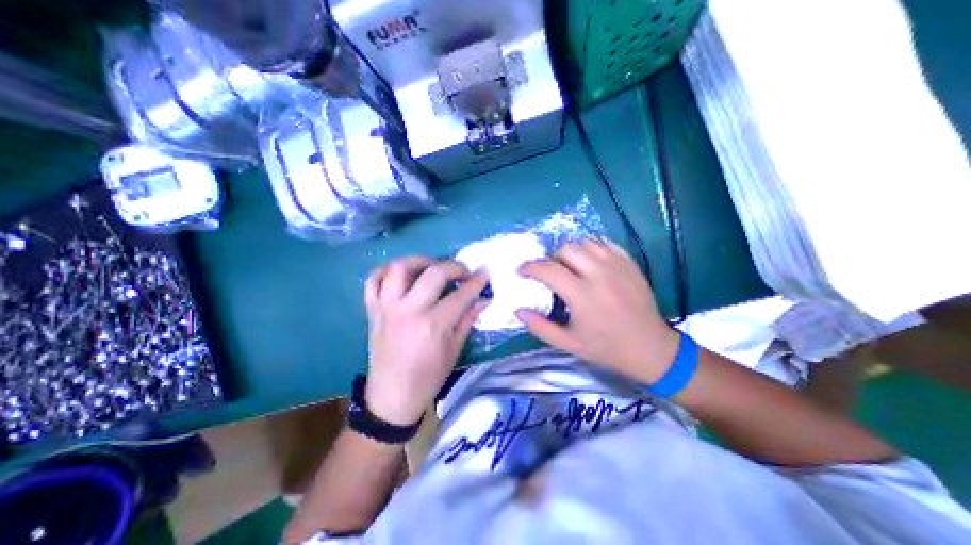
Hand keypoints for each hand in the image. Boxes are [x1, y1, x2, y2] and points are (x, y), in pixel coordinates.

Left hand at [361, 258, 489, 426]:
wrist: (392, 397)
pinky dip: (385, 270)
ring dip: (419, 261)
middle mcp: (409, 311)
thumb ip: (468, 319)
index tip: (484, 273)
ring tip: (431, 266)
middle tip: (462, 271)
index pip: (461, 295)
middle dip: (454, 266)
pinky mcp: (372, 310)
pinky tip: (400, 274)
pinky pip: (373, 280)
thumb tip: (483, 299)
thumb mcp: (454, 350)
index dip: (476, 281)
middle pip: (434, 273)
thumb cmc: (428, 377)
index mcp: (433, 325)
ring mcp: (387, 308)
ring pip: (399, 268)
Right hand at [521, 238, 677, 381]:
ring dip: (571, 251)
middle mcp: (599, 275)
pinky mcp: (630, 264)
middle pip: (566, 249)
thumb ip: (540, 327)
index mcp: (582, 296)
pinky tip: (589, 262)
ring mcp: (617, 266)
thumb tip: (518, 311)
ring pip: (585, 242)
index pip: (548, 269)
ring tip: (569, 266)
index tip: (522, 271)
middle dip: (551, 257)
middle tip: (549, 272)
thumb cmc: (607, 348)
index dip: (530, 267)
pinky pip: (605, 244)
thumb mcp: (568, 344)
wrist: (651, 349)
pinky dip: (591, 248)